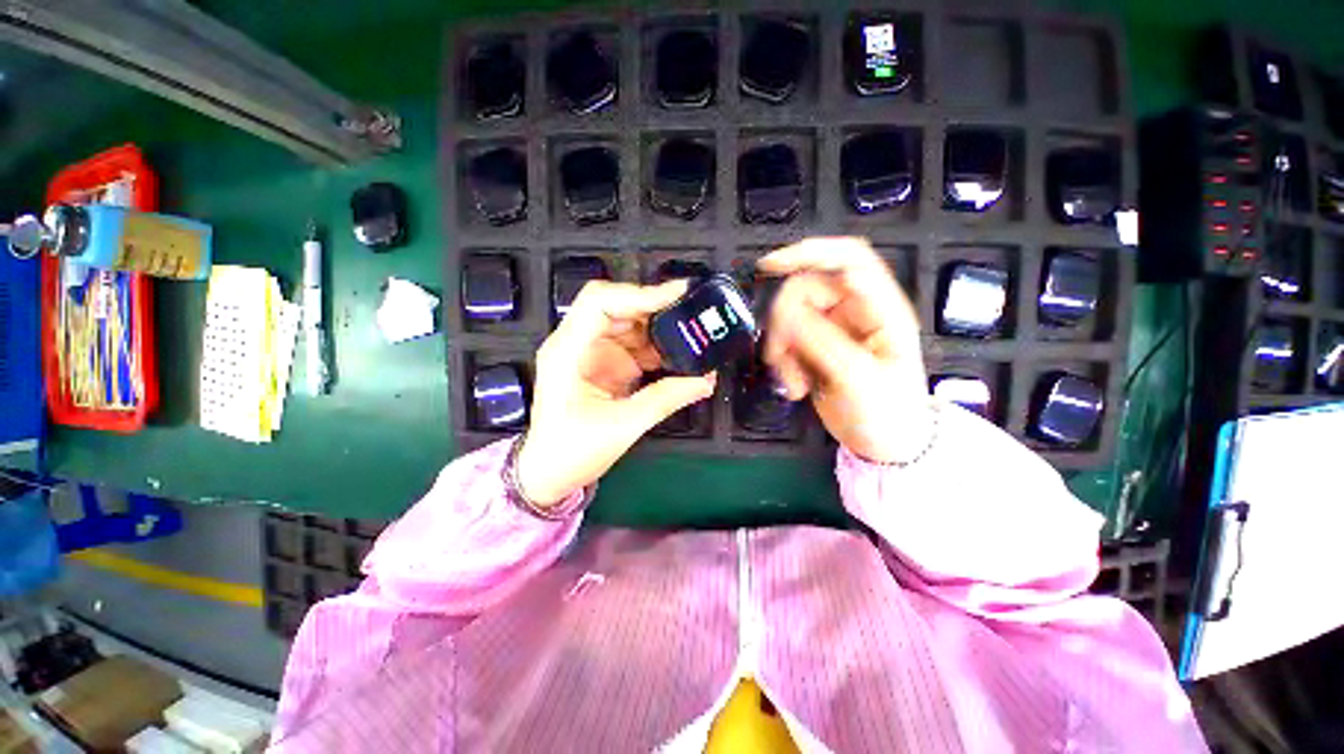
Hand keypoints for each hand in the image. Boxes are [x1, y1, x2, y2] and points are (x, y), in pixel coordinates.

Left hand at [515, 280, 716, 505]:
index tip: (677, 295)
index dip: (639, 293)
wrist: (550, 474)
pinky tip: (678, 356)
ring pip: (628, 325)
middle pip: (617, 307)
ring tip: (692, 337)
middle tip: (692, 314)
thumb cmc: (572, 451)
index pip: (600, 302)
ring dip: (659, 330)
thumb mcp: (622, 426)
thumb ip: (666, 399)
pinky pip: (633, 346)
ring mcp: (591, 353)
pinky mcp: (604, 365)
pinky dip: (656, 348)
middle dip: (655, 308)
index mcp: (568, 351)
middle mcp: (577, 344)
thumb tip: (706, 380)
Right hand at [758, 237, 931, 463]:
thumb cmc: (887, 412)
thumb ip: (820, 340)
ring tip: (793, 382)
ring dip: (782, 349)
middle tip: (779, 356)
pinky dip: (783, 363)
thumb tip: (784, 310)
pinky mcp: (816, 350)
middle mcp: (854, 312)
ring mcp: (832, 331)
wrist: (887, 446)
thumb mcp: (857, 376)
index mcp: (880, 308)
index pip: (847, 259)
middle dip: (785, 323)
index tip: (769, 266)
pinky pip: (787, 342)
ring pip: (790, 319)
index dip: (809, 252)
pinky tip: (795, 387)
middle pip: (805, 292)